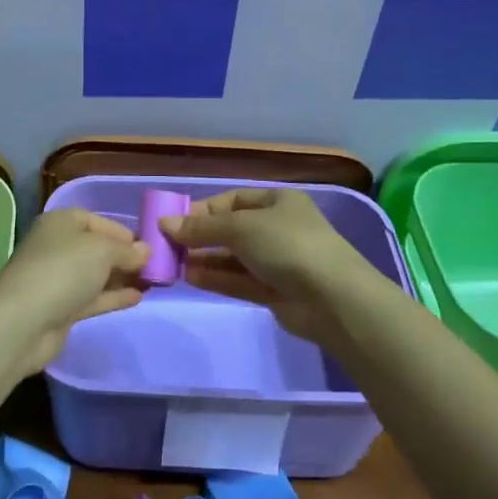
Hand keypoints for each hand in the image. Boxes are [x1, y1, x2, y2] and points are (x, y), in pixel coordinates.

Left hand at [0, 209, 149, 376]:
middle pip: (96, 248)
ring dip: (122, 277)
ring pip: (96, 274)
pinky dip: (113, 296)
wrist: (23, 323)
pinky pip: (93, 297)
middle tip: (156, 267)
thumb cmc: (63, 271)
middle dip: (125, 256)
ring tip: (153, 283)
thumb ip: (127, 250)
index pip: (95, 220)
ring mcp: (58, 279)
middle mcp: (57, 247)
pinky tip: (138, 298)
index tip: (148, 245)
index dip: (121, 231)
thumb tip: (146, 251)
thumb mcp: (101, 250)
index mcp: (60, 223)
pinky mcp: (61, 308)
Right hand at [161, 188, 371, 343]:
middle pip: (230, 230)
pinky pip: (239, 280)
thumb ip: (201, 228)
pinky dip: (216, 278)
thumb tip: (164, 224)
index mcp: (277, 201)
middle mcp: (277, 228)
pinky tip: (190, 277)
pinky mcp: (275, 291)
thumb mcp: (240, 227)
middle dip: (200, 237)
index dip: (202, 210)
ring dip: (204, 259)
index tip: (173, 222)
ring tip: (173, 264)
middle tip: (167, 246)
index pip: (232, 200)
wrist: (333, 298)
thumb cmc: (287, 245)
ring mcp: (277, 261)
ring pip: (233, 257)